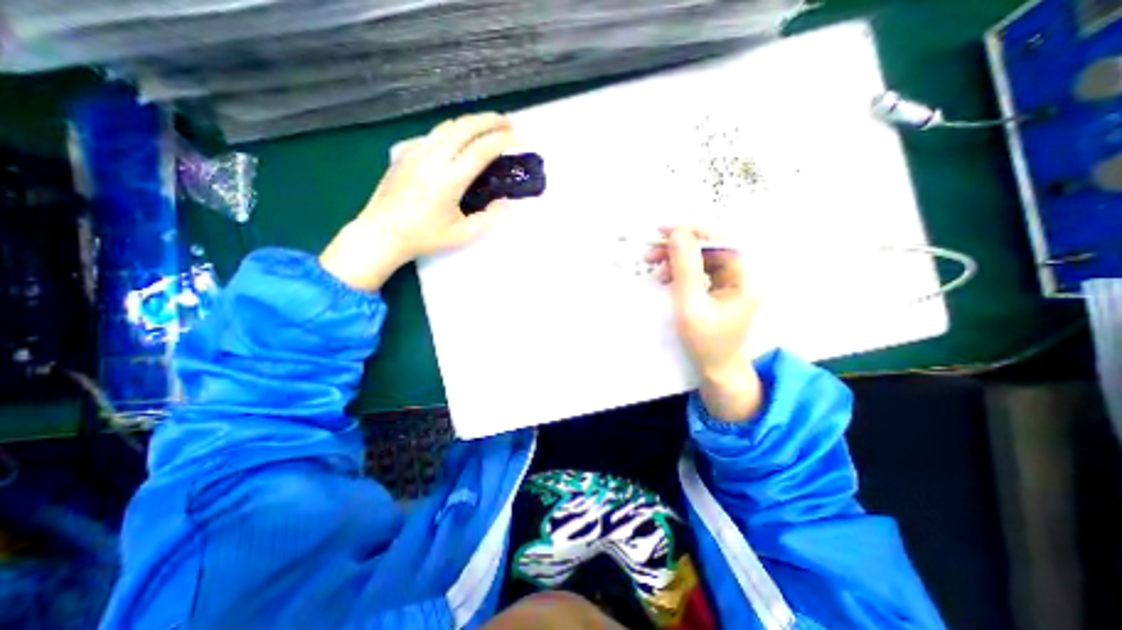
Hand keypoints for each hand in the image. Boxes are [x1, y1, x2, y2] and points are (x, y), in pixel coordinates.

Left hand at [319, 110, 516, 288]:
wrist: (381, 233)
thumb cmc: (424, 237)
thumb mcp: (463, 234)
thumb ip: (488, 218)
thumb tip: (506, 203)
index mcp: (448, 180)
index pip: (480, 151)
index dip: (501, 141)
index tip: (518, 138)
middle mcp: (432, 158)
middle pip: (465, 128)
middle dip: (490, 121)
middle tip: (509, 122)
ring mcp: (415, 151)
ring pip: (448, 126)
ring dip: (472, 121)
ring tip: (489, 124)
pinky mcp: (405, 152)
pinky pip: (433, 134)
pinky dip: (452, 130)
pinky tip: (459, 138)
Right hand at [650, 226, 762, 423]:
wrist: (715, 370)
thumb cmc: (705, 343)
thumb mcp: (691, 306)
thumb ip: (685, 269)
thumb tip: (678, 234)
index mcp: (744, 279)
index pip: (721, 242)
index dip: (693, 232)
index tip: (665, 231)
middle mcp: (740, 276)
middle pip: (710, 248)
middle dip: (679, 247)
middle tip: (652, 251)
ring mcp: (729, 284)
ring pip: (702, 259)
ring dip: (676, 259)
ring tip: (653, 265)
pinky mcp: (717, 291)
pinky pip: (698, 272)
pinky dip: (679, 271)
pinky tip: (665, 277)